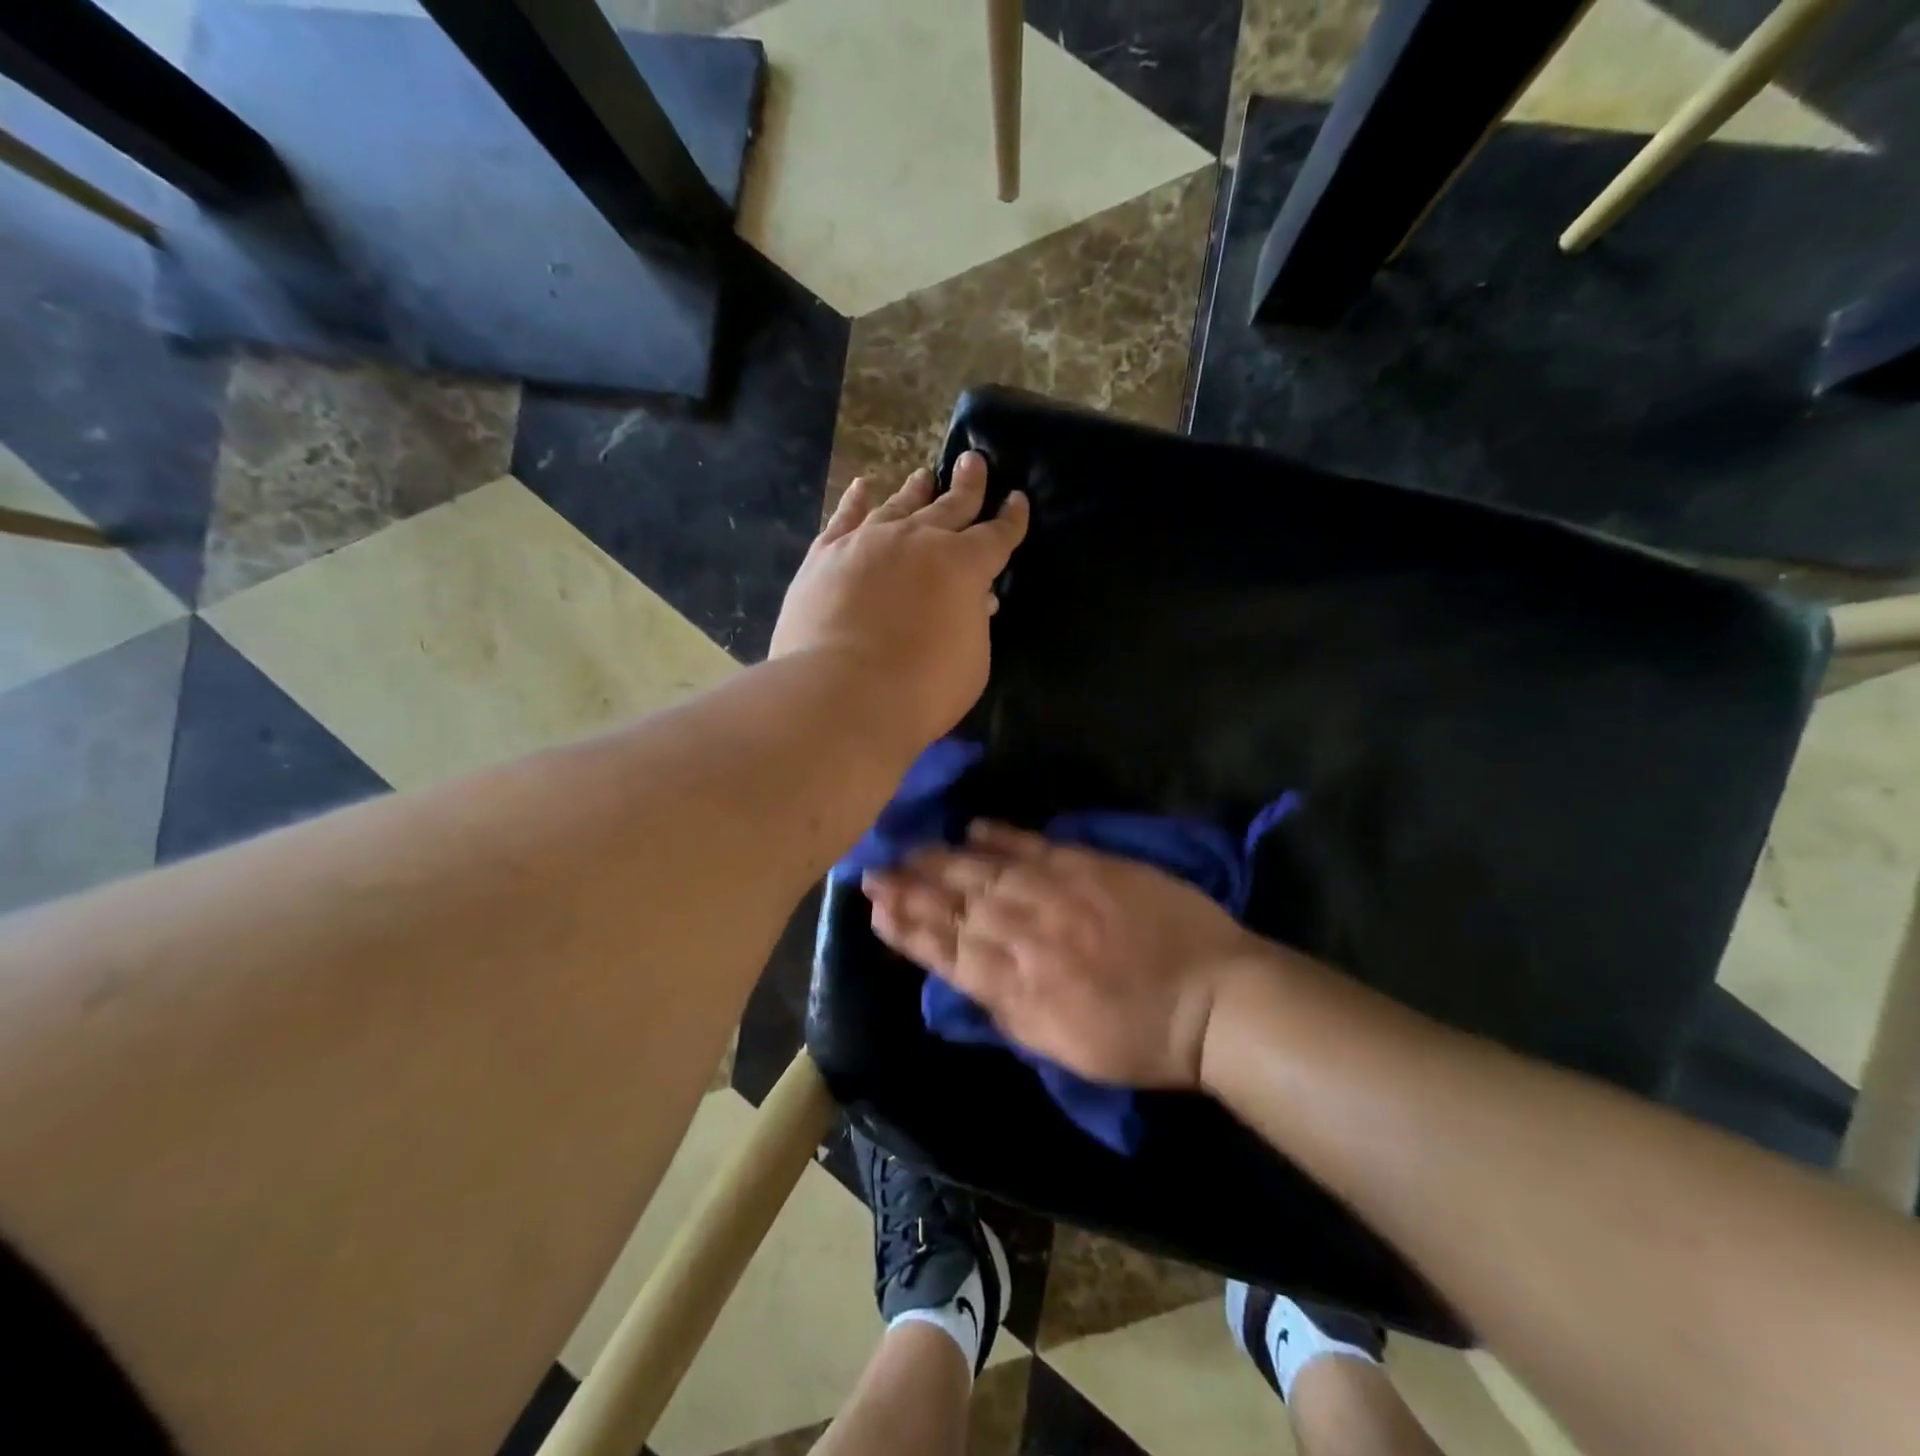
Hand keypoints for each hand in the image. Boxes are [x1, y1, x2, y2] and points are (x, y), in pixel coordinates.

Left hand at [770, 453, 1028, 751]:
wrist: (844, 692)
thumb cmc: (922, 688)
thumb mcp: (972, 661)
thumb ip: (975, 623)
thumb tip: (975, 599)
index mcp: (964, 565)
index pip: (996, 535)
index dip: (1011, 518)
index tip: (1017, 499)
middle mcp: (919, 540)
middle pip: (950, 506)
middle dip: (967, 485)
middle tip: (973, 461)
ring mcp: (869, 541)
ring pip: (899, 506)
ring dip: (916, 490)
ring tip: (924, 475)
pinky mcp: (826, 554)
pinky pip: (844, 517)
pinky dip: (855, 500)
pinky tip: (862, 487)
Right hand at [862, 822, 1257, 1088]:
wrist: (1212, 999)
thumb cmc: (1137, 1038)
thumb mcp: (1059, 1047)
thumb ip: (1006, 1009)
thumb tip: (965, 974)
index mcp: (1017, 988)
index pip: (946, 950)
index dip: (906, 928)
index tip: (874, 909)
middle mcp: (1026, 935)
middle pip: (956, 906)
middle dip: (910, 888)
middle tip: (872, 869)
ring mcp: (1057, 895)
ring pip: (985, 873)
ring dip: (940, 860)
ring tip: (906, 848)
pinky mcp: (1088, 867)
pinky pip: (1034, 847)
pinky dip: (1000, 837)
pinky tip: (973, 828)